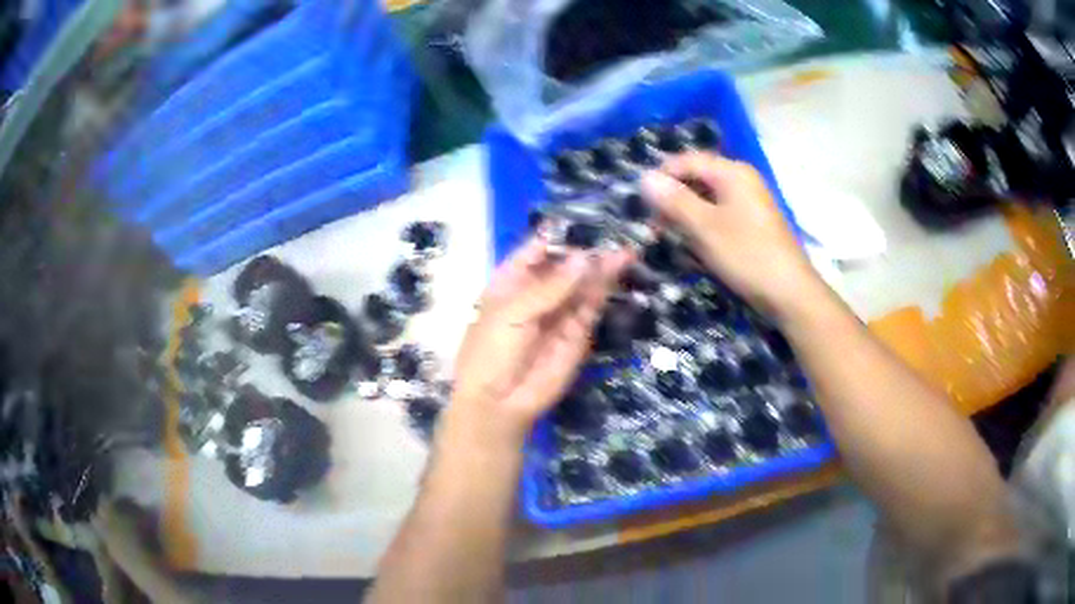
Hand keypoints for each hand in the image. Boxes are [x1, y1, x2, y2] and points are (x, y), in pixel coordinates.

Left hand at [446, 237, 630, 444]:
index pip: (536, 250)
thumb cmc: (491, 352)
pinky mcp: (578, 332)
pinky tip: (617, 269)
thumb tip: (585, 258)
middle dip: (586, 249)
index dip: (558, 235)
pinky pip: (592, 306)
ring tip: (625, 248)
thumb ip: (550, 286)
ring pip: (582, 283)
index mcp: (510, 281)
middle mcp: (537, 292)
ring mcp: (559, 312)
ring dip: (602, 266)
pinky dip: (605, 288)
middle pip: (565, 264)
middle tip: (614, 232)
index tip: (583, 218)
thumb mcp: (512, 313)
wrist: (500, 404)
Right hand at [640, 152, 821, 317]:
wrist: (790, 294)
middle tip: (655, 227)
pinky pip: (720, 218)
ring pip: (707, 201)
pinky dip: (704, 229)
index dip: (662, 177)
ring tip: (671, 241)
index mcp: (733, 172)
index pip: (687, 161)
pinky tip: (695, 251)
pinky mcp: (752, 225)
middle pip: (697, 179)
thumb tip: (644, 177)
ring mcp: (749, 203)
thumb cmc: (747, 256)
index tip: (642, 204)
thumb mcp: (705, 228)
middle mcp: (742, 181)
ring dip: (686, 218)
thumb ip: (674, 200)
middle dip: (673, 200)